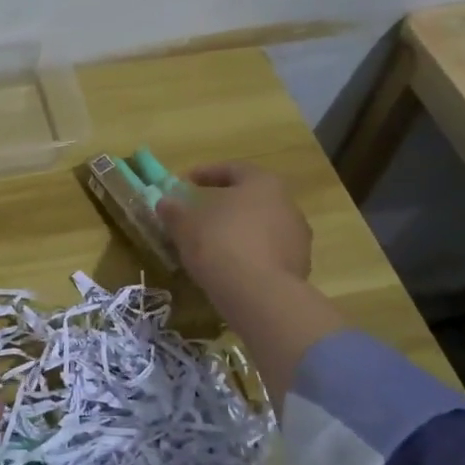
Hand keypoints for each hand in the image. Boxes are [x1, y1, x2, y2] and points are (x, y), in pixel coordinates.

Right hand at [156, 161, 311, 291]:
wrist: (259, 294)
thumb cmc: (220, 243)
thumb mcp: (185, 224)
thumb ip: (174, 210)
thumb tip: (165, 203)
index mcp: (263, 183)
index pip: (232, 169)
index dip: (205, 174)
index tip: (184, 184)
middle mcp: (287, 205)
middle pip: (250, 199)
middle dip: (223, 205)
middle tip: (199, 214)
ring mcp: (297, 238)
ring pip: (260, 228)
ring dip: (237, 232)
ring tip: (211, 246)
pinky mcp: (298, 268)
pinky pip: (267, 254)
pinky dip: (248, 255)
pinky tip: (229, 268)